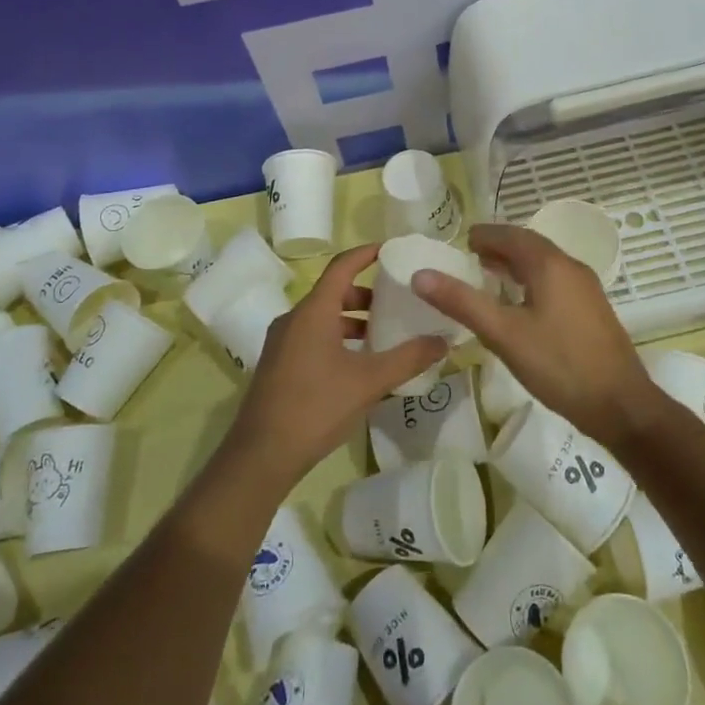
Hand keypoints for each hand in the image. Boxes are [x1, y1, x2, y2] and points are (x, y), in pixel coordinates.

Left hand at [226, 243, 447, 487]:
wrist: (261, 455)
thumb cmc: (316, 407)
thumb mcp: (369, 382)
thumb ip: (408, 358)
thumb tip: (443, 341)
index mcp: (313, 311)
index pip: (342, 266)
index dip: (366, 253)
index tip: (392, 249)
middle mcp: (294, 318)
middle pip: (333, 292)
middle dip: (366, 295)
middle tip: (396, 303)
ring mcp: (282, 342)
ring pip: (322, 317)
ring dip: (352, 320)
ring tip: (382, 336)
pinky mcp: (278, 364)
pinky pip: (312, 337)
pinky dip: (337, 338)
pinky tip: (357, 365)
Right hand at [411, 224, 660, 451]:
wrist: (622, 406)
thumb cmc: (559, 365)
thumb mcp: (503, 334)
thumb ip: (462, 302)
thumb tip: (420, 274)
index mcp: (550, 264)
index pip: (511, 235)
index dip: (485, 235)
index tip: (461, 242)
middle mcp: (571, 267)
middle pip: (529, 246)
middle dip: (499, 247)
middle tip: (469, 257)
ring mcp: (586, 288)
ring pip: (544, 264)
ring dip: (516, 264)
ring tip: (489, 275)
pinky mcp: (592, 310)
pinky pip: (556, 281)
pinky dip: (532, 280)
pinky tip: (521, 304)